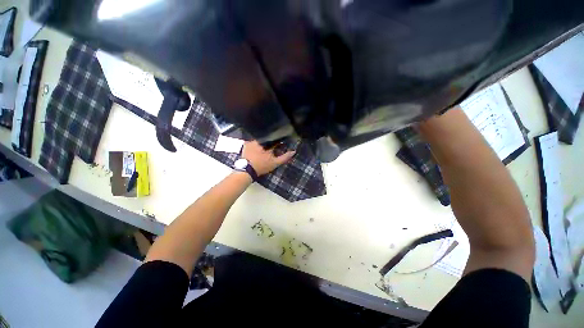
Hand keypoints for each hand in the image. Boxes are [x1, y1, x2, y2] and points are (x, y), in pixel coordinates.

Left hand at [242, 141, 295, 175]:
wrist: (246, 171)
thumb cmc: (262, 166)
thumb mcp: (275, 163)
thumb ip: (285, 157)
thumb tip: (293, 151)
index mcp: (267, 143)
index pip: (276, 139)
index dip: (280, 141)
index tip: (282, 144)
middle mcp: (259, 139)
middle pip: (268, 137)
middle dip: (271, 141)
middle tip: (274, 146)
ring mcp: (251, 141)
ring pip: (260, 138)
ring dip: (264, 141)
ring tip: (266, 147)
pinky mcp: (245, 144)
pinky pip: (253, 140)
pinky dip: (256, 143)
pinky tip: (258, 147)